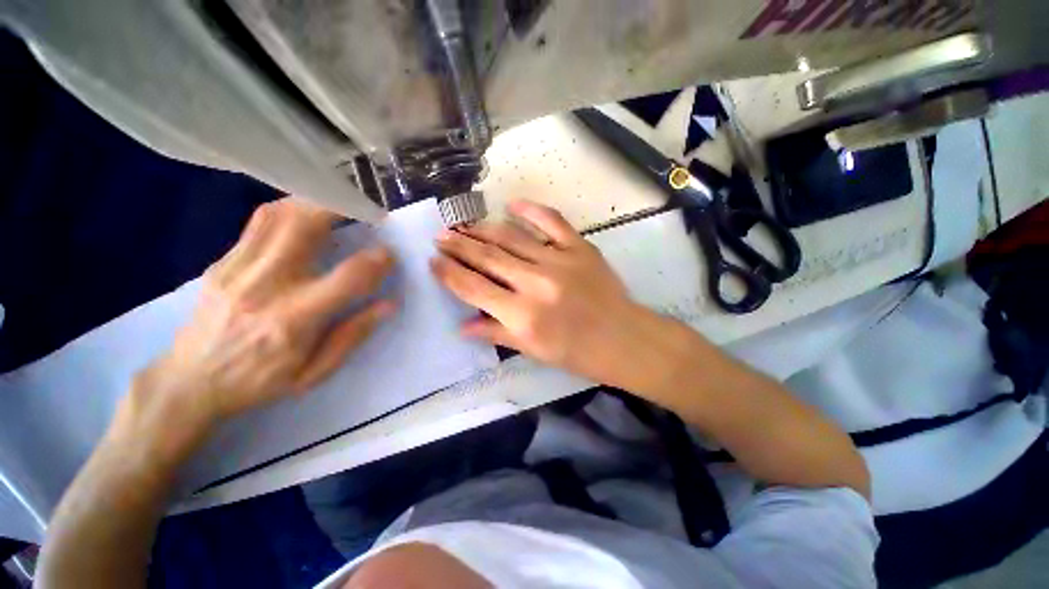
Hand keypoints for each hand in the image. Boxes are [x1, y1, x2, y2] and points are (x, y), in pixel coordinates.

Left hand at [125, 198, 394, 453]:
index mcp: (295, 319)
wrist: (189, 382)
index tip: (389, 255)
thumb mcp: (314, 373)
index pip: (347, 277)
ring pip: (280, 215)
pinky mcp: (222, 262)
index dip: (376, 261)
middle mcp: (265, 286)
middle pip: (305, 227)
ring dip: (315, 202)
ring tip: (340, 203)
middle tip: (367, 209)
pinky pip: (259, 222)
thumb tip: (388, 304)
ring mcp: (238, 269)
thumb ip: (353, 335)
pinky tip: (305, 212)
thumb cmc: (259, 382)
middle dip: (342, 208)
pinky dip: (289, 209)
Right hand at [431, 199, 660, 387]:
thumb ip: (495, 333)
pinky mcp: (580, 247)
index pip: (473, 287)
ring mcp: (559, 260)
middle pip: (487, 257)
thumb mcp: (532, 350)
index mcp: (522, 315)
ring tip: (464, 224)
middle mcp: (536, 283)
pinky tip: (512, 204)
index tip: (432, 260)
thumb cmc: (575, 352)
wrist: (622, 339)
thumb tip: (462, 326)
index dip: (448, 272)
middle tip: (441, 235)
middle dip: (458, 244)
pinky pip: (552, 221)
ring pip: (511, 236)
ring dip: (483, 228)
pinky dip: (531, 210)